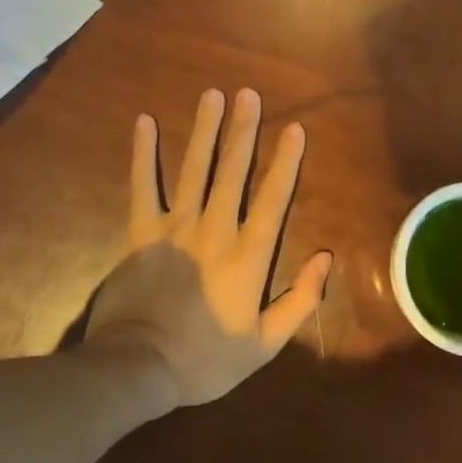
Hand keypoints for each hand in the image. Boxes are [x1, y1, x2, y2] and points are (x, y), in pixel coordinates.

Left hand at [86, 88, 331, 406]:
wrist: (136, 368)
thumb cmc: (205, 359)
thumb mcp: (264, 344)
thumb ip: (300, 300)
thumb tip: (325, 258)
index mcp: (247, 256)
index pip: (273, 199)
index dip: (286, 162)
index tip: (295, 129)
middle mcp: (214, 230)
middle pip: (232, 171)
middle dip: (243, 131)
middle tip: (249, 94)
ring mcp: (174, 227)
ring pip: (194, 169)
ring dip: (204, 130)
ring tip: (212, 95)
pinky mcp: (141, 233)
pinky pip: (142, 186)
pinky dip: (143, 154)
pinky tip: (144, 122)